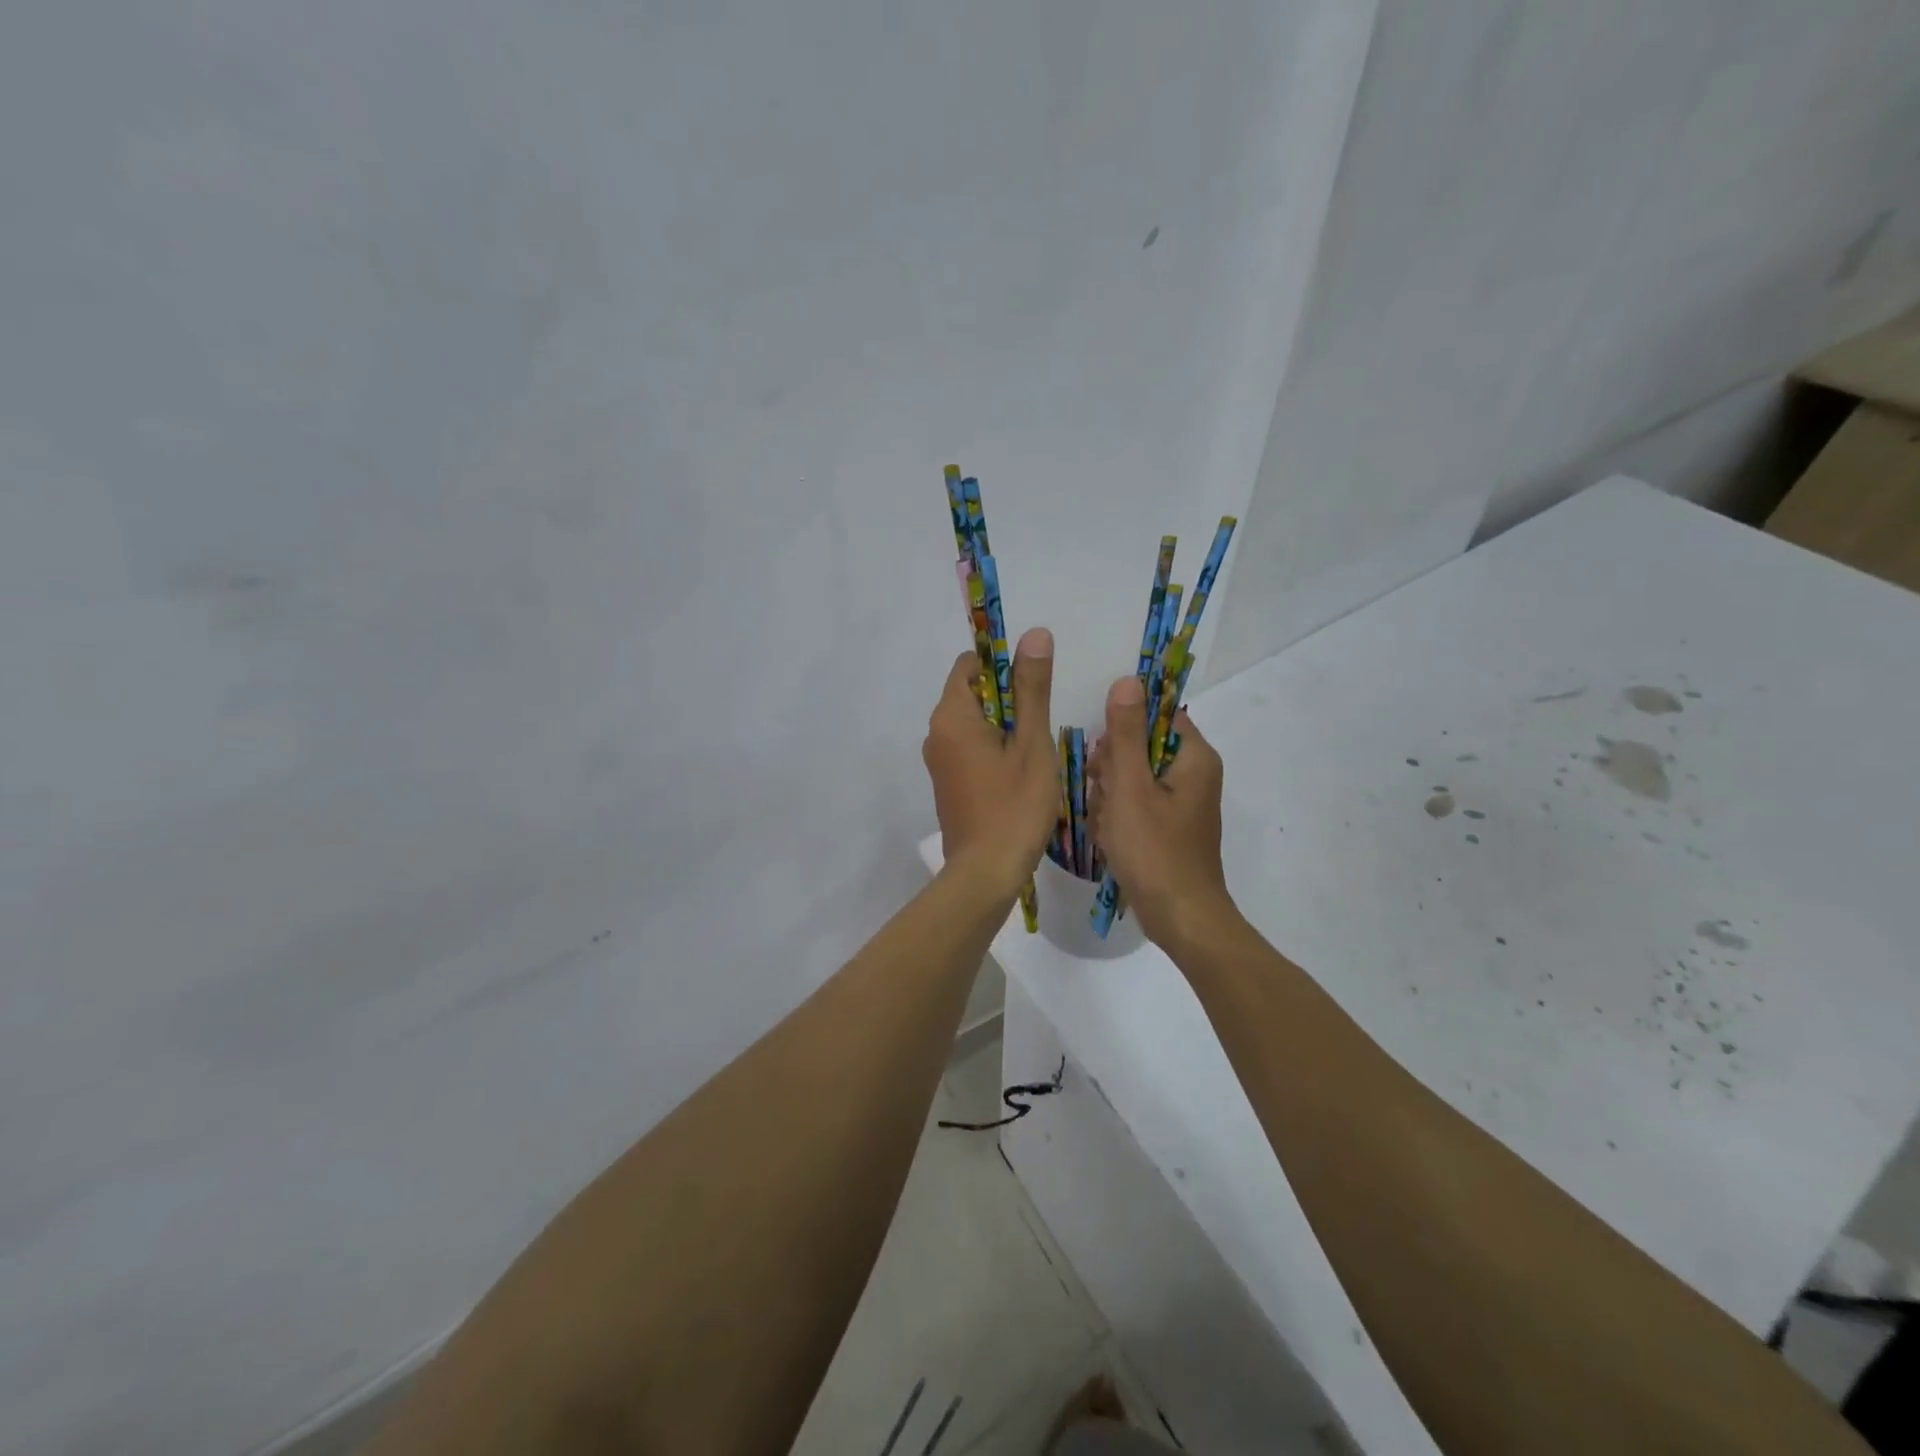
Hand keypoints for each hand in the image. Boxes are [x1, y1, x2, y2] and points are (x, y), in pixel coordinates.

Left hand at [923, 628, 1058, 897]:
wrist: (986, 873)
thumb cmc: (1014, 805)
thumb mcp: (1031, 742)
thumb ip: (1032, 688)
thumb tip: (1035, 634)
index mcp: (951, 716)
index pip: (969, 665)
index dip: (1002, 665)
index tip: (1033, 687)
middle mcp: (936, 734)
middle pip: (971, 694)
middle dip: (1007, 699)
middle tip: (1039, 725)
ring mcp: (938, 761)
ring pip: (973, 724)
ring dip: (1003, 727)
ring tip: (1034, 751)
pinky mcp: (947, 784)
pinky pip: (969, 749)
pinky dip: (993, 749)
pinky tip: (1019, 774)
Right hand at [1087, 675, 1232, 943]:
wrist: (1180, 918)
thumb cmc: (1154, 849)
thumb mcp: (1130, 787)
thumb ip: (1126, 734)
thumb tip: (1127, 680)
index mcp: (1193, 757)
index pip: (1154, 715)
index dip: (1122, 729)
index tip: (1104, 756)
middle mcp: (1193, 774)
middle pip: (1138, 747)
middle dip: (1111, 771)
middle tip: (1104, 798)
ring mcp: (1181, 803)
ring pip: (1131, 778)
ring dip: (1109, 797)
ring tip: (1106, 825)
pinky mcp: (1168, 826)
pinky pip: (1135, 805)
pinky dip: (1117, 818)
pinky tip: (1109, 838)